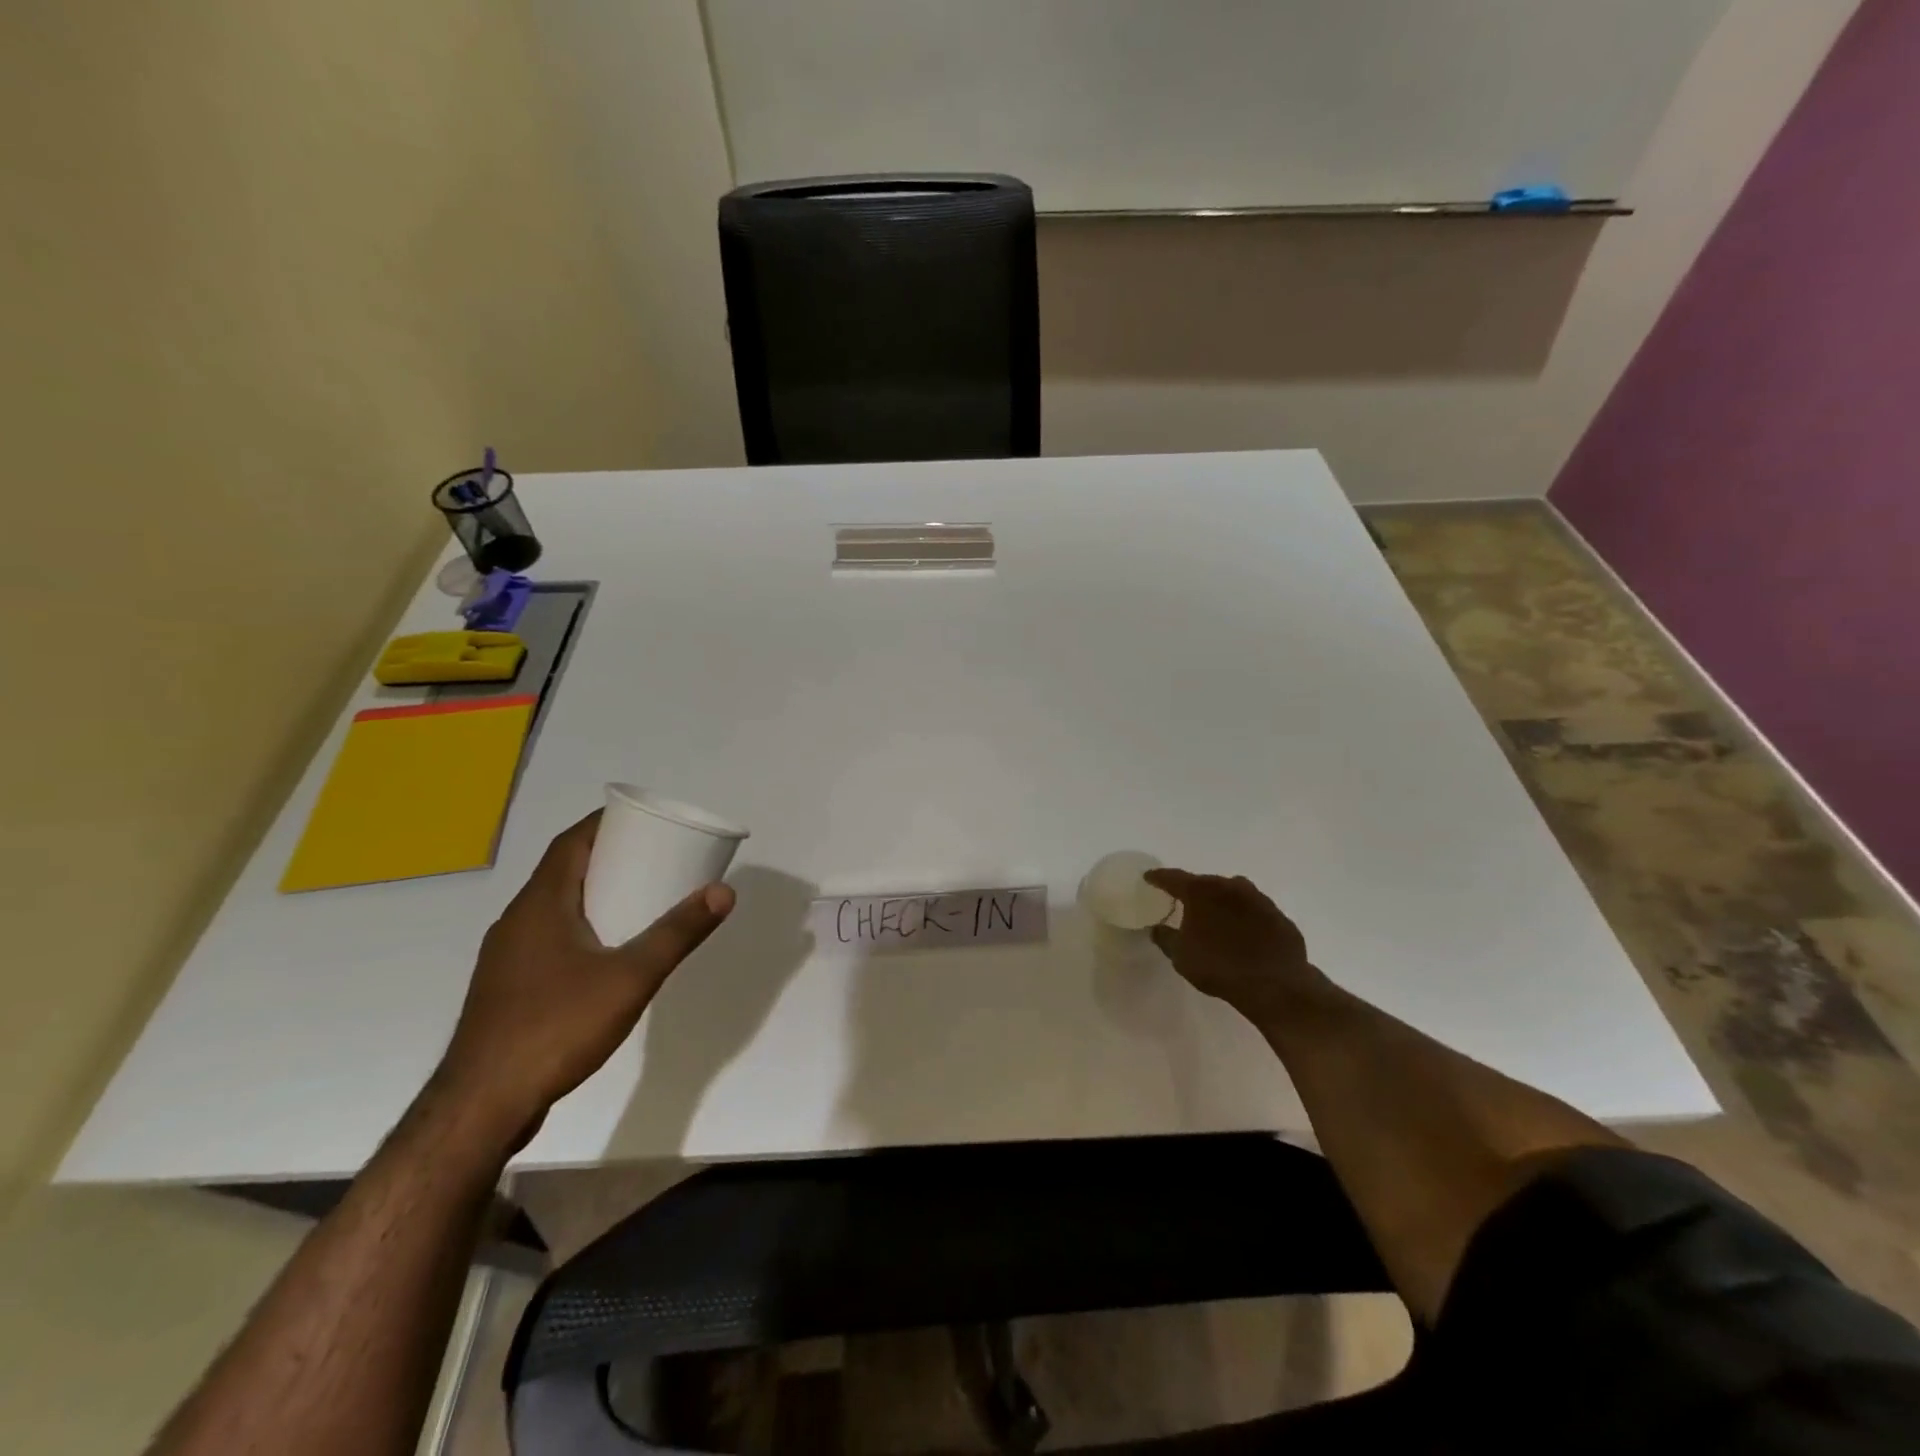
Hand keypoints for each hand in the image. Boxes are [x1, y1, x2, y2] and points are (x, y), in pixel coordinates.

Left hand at [433, 812, 735, 1148]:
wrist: (482, 1105)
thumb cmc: (556, 1027)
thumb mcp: (630, 977)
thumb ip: (677, 933)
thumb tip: (723, 891)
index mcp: (540, 904)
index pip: (570, 842)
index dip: (604, 823)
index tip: (642, 820)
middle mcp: (516, 921)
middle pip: (562, 871)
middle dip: (606, 857)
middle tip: (653, 856)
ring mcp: (506, 957)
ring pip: (552, 907)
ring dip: (591, 893)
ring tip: (636, 898)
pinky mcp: (505, 989)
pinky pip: (546, 937)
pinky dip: (578, 926)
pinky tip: (603, 953)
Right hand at [1144, 869, 1329, 1023]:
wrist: (1275, 985)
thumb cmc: (1219, 967)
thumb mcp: (1181, 956)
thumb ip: (1165, 938)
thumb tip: (1156, 928)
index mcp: (1201, 891)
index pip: (1172, 877)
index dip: (1158, 878)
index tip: (1149, 877)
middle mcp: (1229, 886)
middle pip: (1205, 883)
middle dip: (1194, 892)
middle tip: (1185, 903)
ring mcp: (1258, 899)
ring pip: (1233, 894)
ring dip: (1222, 902)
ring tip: (1217, 918)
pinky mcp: (1279, 916)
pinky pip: (1255, 912)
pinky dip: (1246, 918)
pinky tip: (1244, 935)